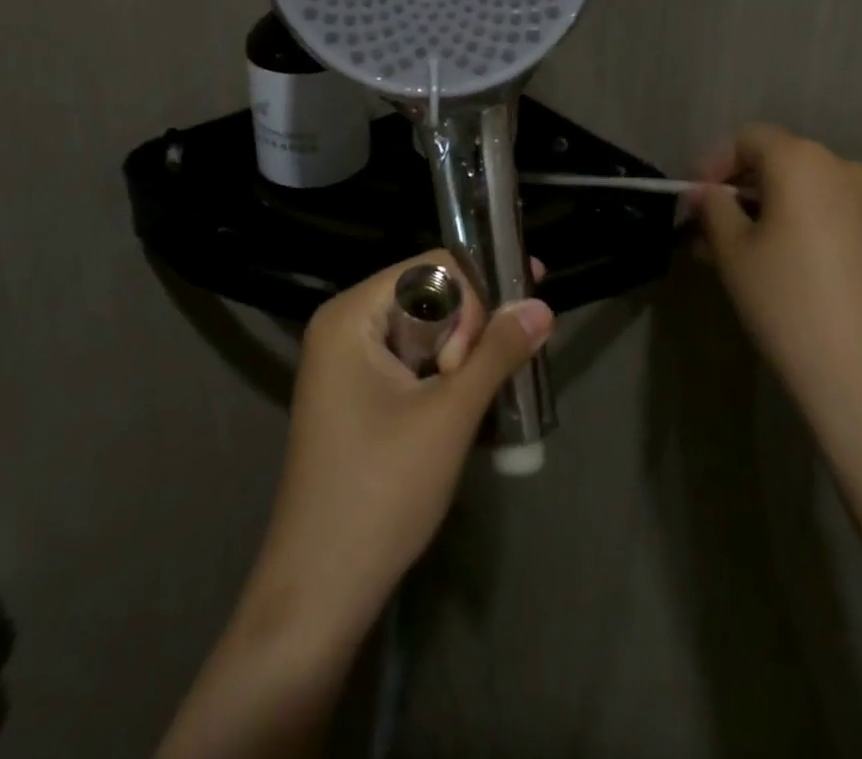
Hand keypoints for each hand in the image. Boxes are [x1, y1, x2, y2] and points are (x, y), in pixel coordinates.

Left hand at [247, 251, 553, 646]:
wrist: (319, 593)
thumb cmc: (380, 492)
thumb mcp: (449, 416)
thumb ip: (498, 353)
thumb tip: (542, 305)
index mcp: (350, 316)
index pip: (429, 268)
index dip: (481, 281)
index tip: (529, 301)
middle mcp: (344, 327)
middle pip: (427, 296)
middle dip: (473, 322)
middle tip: (506, 361)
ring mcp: (347, 364)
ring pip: (425, 331)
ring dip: (465, 350)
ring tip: (498, 380)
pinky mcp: (358, 395)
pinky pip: (413, 361)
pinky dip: (446, 373)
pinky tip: (474, 395)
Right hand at [693, 123, 861, 444]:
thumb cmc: (788, 302)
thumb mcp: (733, 252)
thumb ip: (714, 209)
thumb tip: (707, 195)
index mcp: (802, 161)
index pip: (748, 138)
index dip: (713, 163)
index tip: (695, 203)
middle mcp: (844, 169)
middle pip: (780, 160)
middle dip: (741, 189)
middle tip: (712, 232)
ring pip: (807, 190)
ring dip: (771, 210)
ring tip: (745, 254)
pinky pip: (835, 214)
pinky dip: (804, 226)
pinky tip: (788, 268)